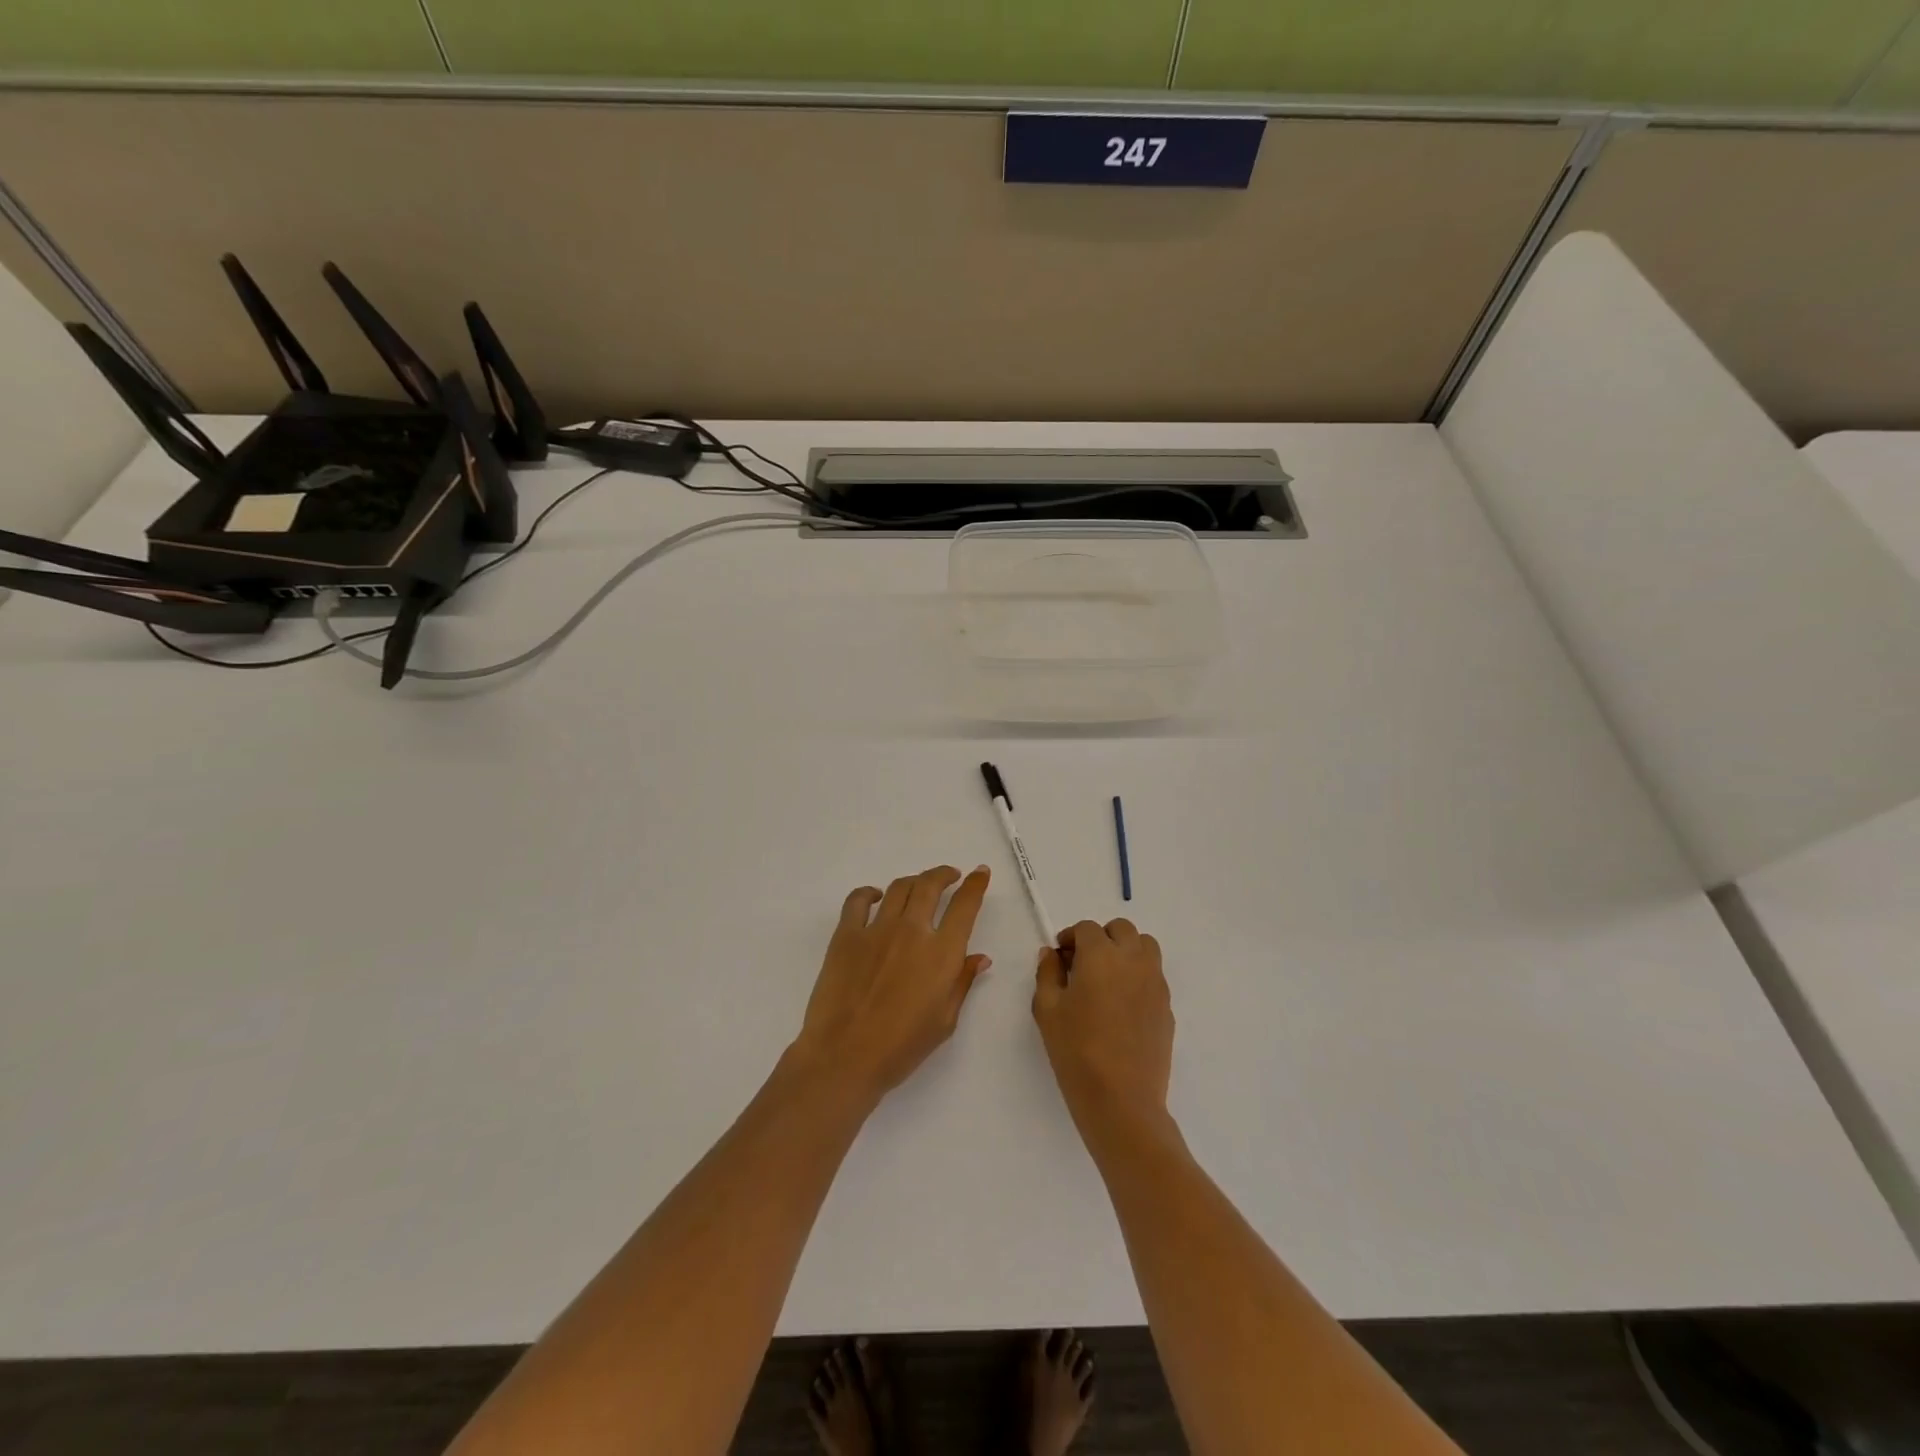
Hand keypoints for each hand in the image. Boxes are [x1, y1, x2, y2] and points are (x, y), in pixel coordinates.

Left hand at [792, 865, 992, 1103]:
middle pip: (930, 885)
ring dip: (913, 881)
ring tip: (918, 886)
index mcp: (941, 953)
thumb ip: (962, 983)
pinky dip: (868, 893)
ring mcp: (876, 929)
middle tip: (949, 876)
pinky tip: (874, 897)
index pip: (965, 906)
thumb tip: (979, 957)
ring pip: (899, 887)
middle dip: (943, 874)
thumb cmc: (901, 1048)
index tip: (980, 873)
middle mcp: (912, 931)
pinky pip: (857, 900)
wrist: (844, 1057)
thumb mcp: (944, 1021)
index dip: (975, 884)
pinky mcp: (846, 935)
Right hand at [1033, 919, 1173, 1137]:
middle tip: (1083, 963)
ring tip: (1107, 978)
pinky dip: (1138, 976)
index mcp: (1101, 955)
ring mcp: (1155, 982)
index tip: (1060, 958)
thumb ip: (1047, 973)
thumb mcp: (1047, 1009)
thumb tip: (1052, 953)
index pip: (1086, 928)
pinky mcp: (1167, 1006)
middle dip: (1101, 937)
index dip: (1070, 937)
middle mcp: (1133, 960)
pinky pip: (1154, 976)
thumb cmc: (1076, 1050)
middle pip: (1121, 929)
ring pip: (1145, 947)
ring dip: (1126, 951)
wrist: (1121, 1099)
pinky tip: (1122, 1006)